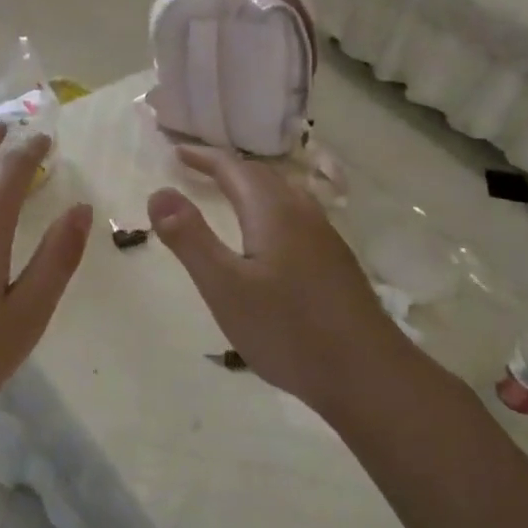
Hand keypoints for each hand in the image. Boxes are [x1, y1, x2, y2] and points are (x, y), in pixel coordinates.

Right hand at [147, 146, 410, 418]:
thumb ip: (190, 238)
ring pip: (283, 195)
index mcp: (273, 212)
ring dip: (251, 186)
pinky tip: (269, 237)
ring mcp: (325, 238)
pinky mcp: (336, 262)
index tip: (176, 152)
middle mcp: (302, 214)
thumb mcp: (224, 286)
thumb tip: (159, 192)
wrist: (368, 375)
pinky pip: (296, 216)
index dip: (204, 157)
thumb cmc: (287, 330)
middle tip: (196, 168)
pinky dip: (270, 208)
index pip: (234, 168)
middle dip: (227, 168)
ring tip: (229, 194)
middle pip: (261, 176)